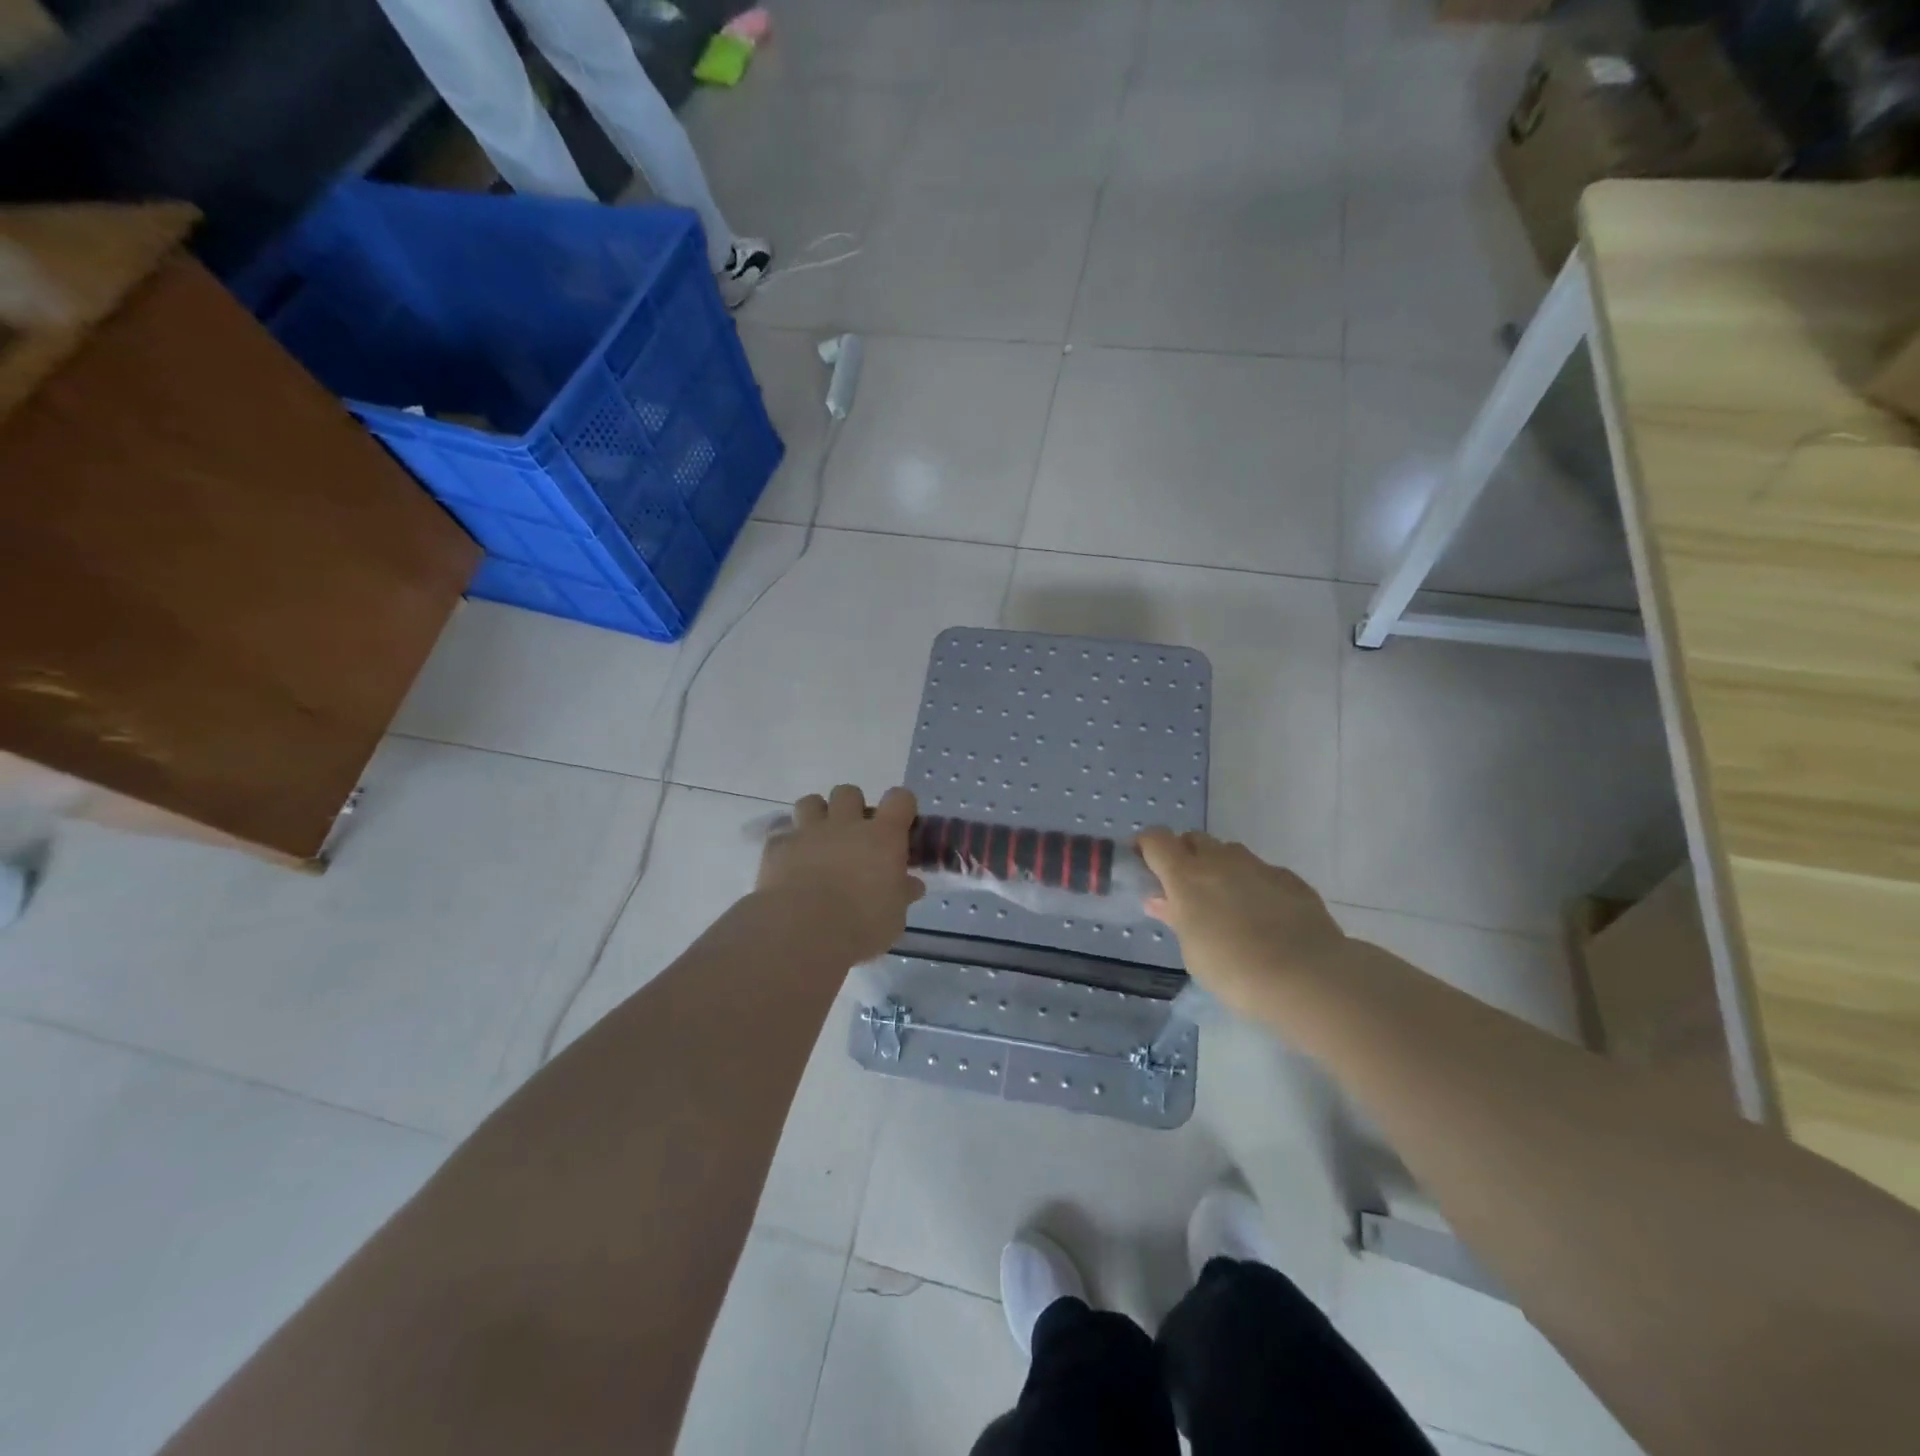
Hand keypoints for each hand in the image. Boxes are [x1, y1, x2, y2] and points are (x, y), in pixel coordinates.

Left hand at [756, 785, 925, 964]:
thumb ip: (902, 894)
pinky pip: (780, 832)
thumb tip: (912, 885)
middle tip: (854, 836)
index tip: (901, 825)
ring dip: (816, 816)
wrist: (802, 931)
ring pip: (811, 802)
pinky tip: (789, 861)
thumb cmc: (860, 925)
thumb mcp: (894, 917)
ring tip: (818, 841)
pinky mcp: (777, 846)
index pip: (900, 799)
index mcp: (882, 837)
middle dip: (852, 808)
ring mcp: (809, 832)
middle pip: (849, 793)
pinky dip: (786, 842)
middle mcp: (846, 824)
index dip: (902, 807)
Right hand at [1137, 829, 1348, 1019]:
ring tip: (1227, 904)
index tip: (1145, 865)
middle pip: (1194, 839)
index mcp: (1186, 875)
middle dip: (1185, 855)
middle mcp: (1220, 860)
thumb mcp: (1192, 950)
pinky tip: (1264, 916)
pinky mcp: (1290, 879)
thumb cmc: (1233, 969)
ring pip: (1229, 853)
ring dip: (1220, 868)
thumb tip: (1159, 899)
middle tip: (1186, 889)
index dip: (1147, 847)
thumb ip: (1175, 917)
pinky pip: (1261, 872)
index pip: (1156, 839)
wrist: (1307, 976)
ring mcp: (1258, 866)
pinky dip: (1254, 885)